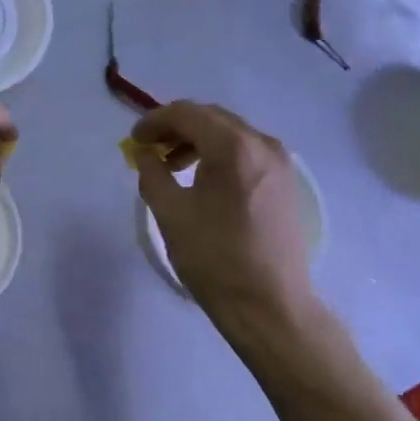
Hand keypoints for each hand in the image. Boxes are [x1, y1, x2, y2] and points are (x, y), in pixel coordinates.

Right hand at [132, 101, 313, 320]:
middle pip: (211, 118)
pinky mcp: (286, 183)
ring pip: (230, 134)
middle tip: (149, 150)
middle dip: (176, 128)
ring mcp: (280, 163)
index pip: (187, 114)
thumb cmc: (215, 259)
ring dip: (197, 141)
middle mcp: (263, 144)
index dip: (154, 121)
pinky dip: (219, 155)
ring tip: (172, 167)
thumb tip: (144, 153)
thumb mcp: (171, 214)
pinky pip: (247, 153)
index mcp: (234, 148)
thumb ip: (151, 174)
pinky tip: (202, 181)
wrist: (270, 306)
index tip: (134, 141)